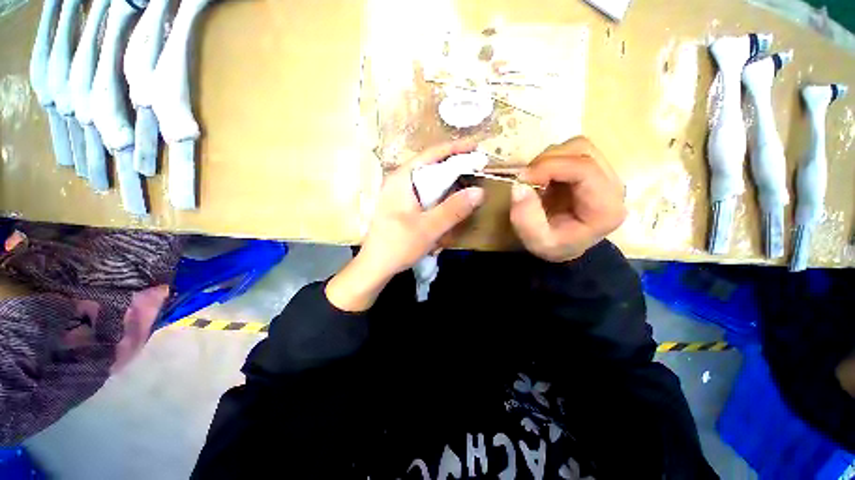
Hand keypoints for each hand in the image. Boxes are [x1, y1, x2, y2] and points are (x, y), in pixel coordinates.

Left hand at [326, 141, 484, 311]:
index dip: (455, 148)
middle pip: (431, 169)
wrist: (375, 267)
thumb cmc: (397, 245)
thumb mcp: (428, 228)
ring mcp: (400, 195)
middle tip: (473, 175)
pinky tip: (443, 218)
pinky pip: (425, 198)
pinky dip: (438, 203)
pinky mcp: (402, 207)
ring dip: (446, 192)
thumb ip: (453, 209)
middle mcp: (400, 182)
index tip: (476, 146)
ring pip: (429, 185)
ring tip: (460, 198)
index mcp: (402, 179)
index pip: (430, 154)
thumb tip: (479, 191)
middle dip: (452, 173)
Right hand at [510, 136, 625, 262]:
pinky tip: (543, 177)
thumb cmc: (555, 246)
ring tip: (535, 179)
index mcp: (605, 207)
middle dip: (548, 160)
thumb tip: (519, 185)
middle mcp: (613, 186)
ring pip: (579, 147)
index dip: (550, 166)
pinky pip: (572, 152)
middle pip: (583, 151)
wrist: (567, 246)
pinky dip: (552, 160)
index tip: (522, 178)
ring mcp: (606, 175)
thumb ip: (526, 218)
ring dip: (550, 159)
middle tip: (526, 178)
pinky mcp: (594, 169)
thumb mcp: (537, 241)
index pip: (584, 169)